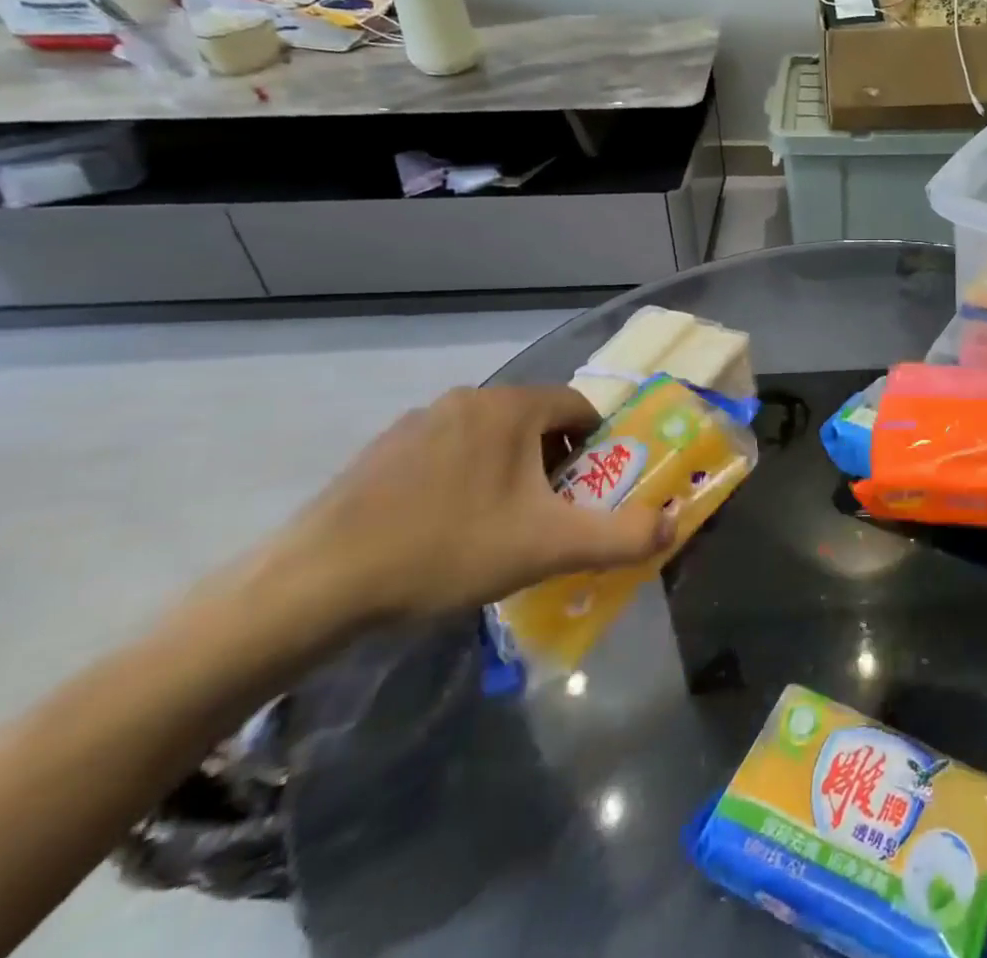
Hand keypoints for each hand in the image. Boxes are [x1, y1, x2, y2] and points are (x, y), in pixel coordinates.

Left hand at [265, 386, 674, 624]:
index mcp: (510, 407)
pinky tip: (445, 533)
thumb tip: (673, 524)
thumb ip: (622, 535)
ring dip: (510, 473)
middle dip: (555, 465)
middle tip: (551, 516)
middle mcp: (466, 400)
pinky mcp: (380, 453)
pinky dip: (464, 482)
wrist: (312, 588)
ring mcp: (417, 423)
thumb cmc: (446, 550)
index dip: (599, 448)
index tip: (593, 493)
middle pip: (537, 423)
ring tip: (500, 530)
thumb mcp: (548, 547)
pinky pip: (447, 456)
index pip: (581, 408)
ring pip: (491, 440)